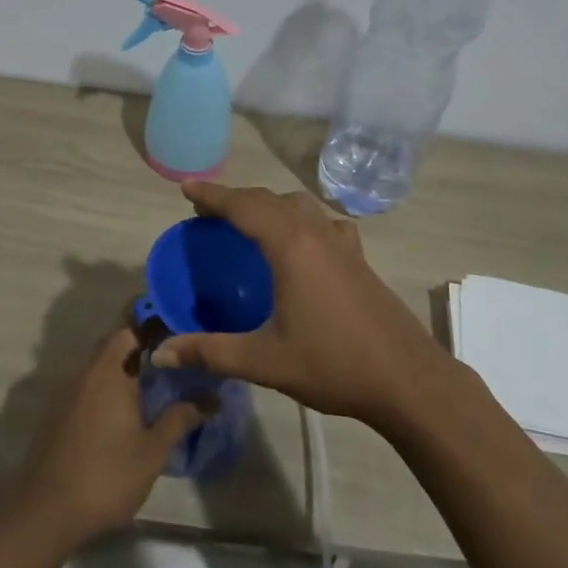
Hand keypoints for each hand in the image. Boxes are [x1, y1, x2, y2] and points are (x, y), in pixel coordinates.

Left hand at [4, 328, 202, 550]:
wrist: (46, 512)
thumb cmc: (106, 476)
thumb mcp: (152, 451)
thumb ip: (180, 418)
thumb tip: (211, 398)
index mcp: (111, 371)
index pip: (131, 330)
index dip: (153, 330)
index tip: (178, 340)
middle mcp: (87, 373)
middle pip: (115, 346)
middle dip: (141, 351)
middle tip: (171, 366)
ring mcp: (69, 393)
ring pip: (100, 367)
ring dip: (123, 371)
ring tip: (152, 389)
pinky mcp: (59, 414)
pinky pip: (88, 387)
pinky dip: (107, 390)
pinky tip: (123, 415)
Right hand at [151, 182, 456, 433]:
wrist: (407, 379)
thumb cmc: (333, 365)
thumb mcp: (265, 361)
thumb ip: (211, 352)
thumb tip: (161, 352)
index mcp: (290, 246)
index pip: (243, 206)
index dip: (213, 195)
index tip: (186, 188)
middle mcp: (315, 232)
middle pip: (269, 200)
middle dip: (236, 198)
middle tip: (208, 212)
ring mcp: (342, 242)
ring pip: (299, 205)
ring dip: (269, 205)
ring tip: (249, 221)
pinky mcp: (358, 256)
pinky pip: (322, 220)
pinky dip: (301, 219)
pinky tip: (302, 241)